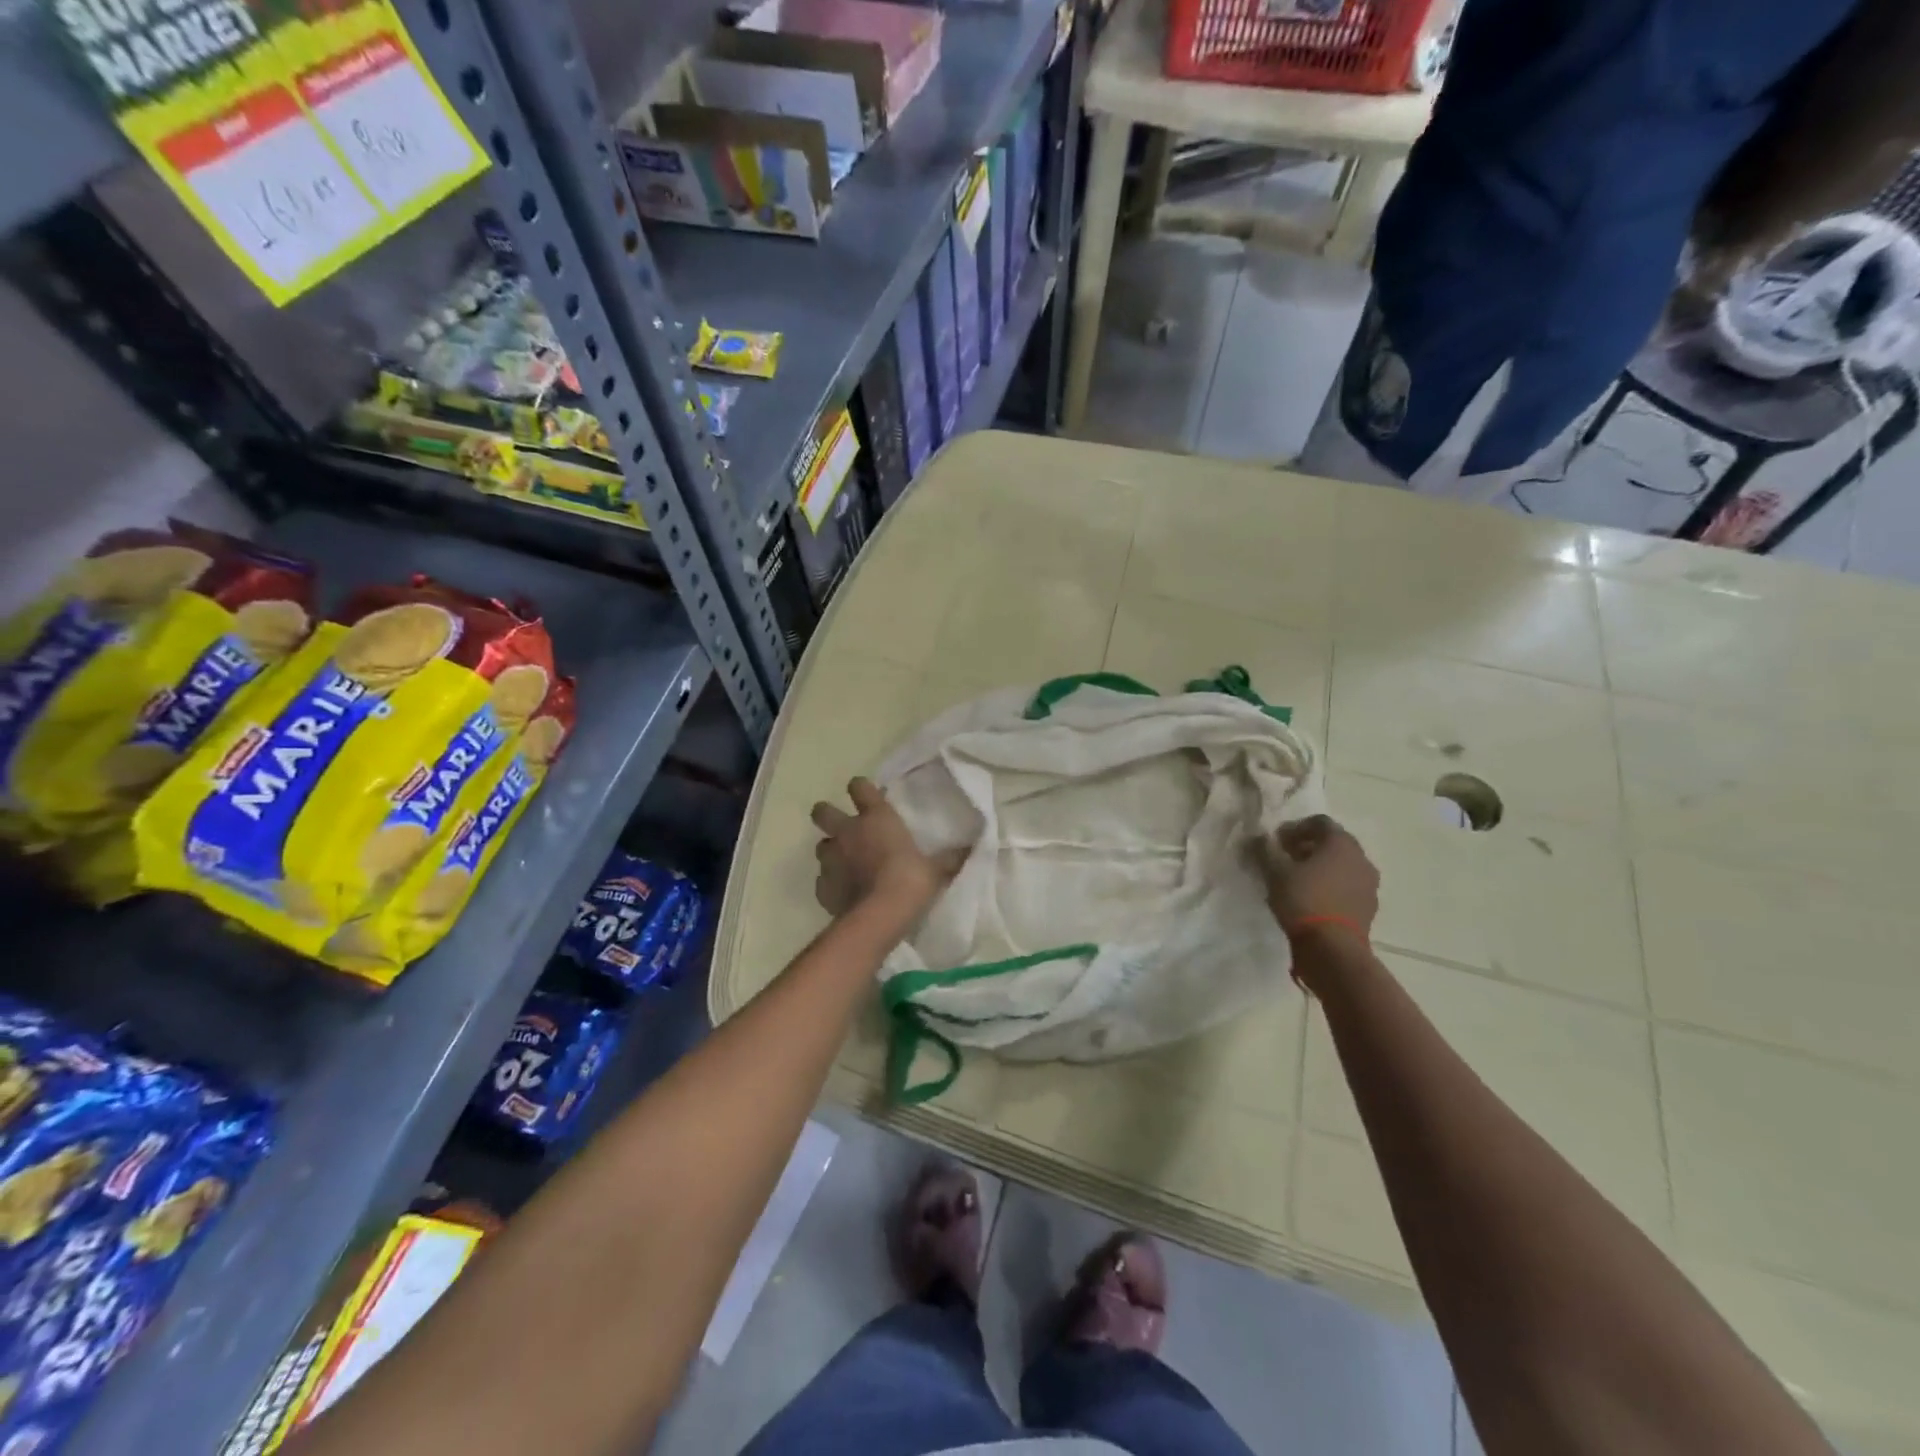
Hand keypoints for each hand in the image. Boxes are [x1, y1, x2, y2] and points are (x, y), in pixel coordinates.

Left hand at [811, 778, 960, 918]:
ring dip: (831, 851)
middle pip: (822, 812)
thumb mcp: (936, 869)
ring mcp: (830, 859)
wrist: (879, 916)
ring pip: (821, 846)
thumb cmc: (910, 881)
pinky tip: (844, 892)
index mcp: (876, 818)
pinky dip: (831, 883)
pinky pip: (823, 879)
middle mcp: (848, 832)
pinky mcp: (822, 887)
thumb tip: (972, 847)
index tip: (867, 795)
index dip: (861, 789)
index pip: (859, 787)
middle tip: (842, 826)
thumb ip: (949, 857)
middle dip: (828, 815)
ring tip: (845, 864)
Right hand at [1259, 814, 1379, 941]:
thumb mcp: (1274, 872)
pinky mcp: (1369, 907)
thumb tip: (1257, 837)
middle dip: (1309, 846)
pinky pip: (1348, 886)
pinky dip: (1332, 886)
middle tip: (1286, 857)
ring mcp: (1369, 884)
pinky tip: (1313, 899)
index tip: (1277, 841)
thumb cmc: (1304, 900)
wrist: (1333, 949)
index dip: (1296, 827)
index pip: (1320, 822)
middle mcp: (1360, 858)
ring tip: (1298, 880)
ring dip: (1322, 867)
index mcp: (1341, 843)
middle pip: (1334, 843)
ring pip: (1342, 865)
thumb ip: (1264, 850)